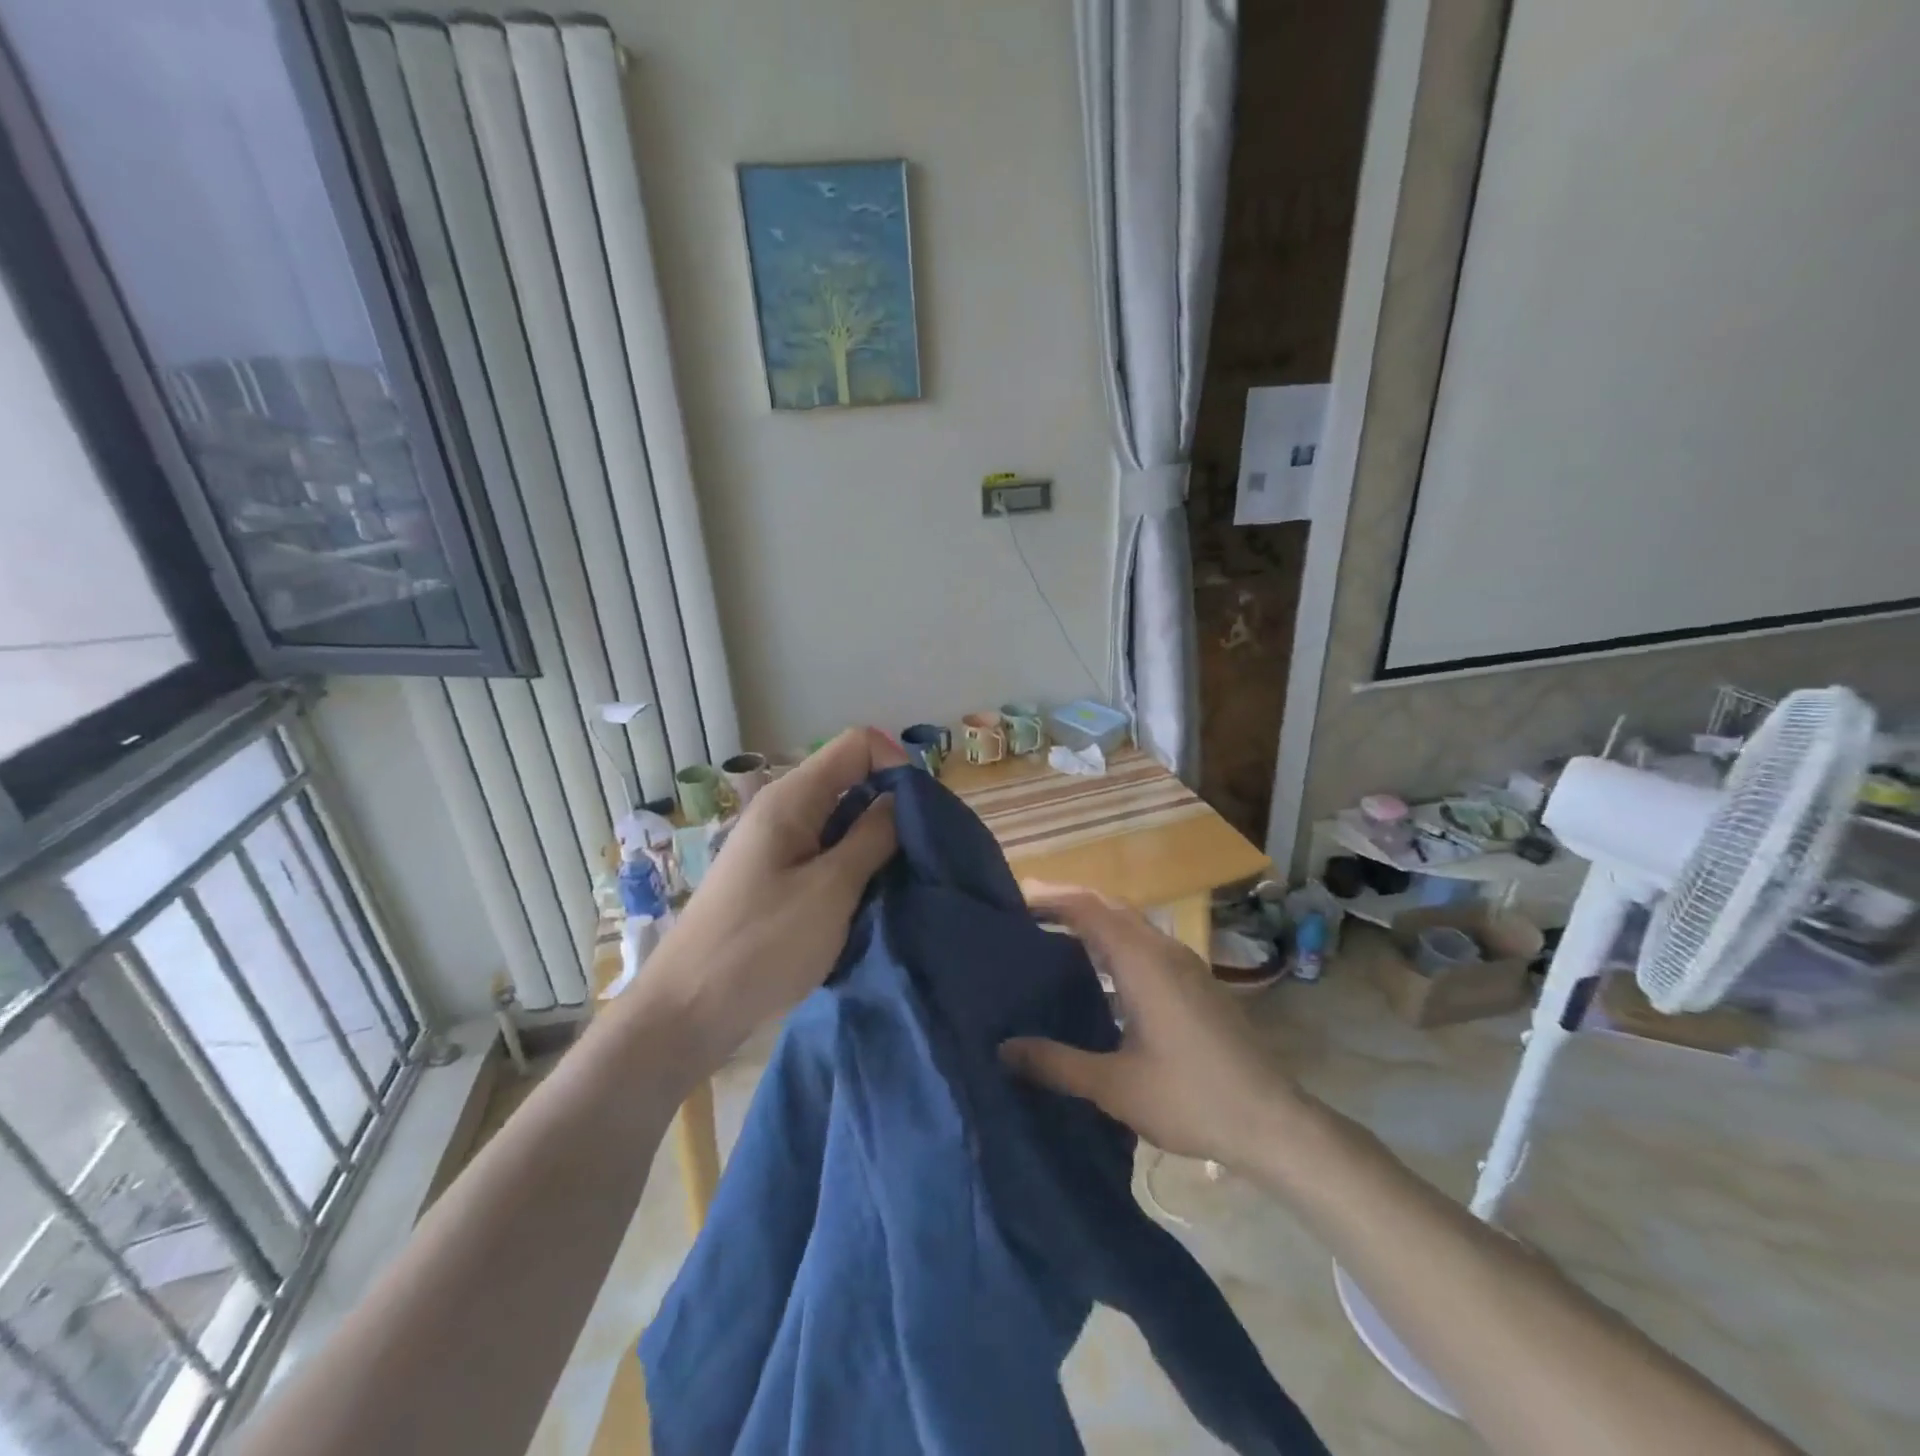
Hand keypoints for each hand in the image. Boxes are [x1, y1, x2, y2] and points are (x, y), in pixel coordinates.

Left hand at [626, 728, 903, 1083]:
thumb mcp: (831, 889)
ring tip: (898, 881)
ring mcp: (778, 844)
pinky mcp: (777, 876)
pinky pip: (827, 851)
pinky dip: (854, 867)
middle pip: (852, 779)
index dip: (896, 766)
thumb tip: (902, 799)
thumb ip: (872, 837)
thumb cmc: (761, 945)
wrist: (688, 1010)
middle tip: (918, 854)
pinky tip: (868, 899)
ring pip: (842, 819)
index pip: (858, 744)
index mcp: (792, 798)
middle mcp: (783, 809)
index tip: (919, 815)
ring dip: (875, 843)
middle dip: (891, 807)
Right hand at [1000, 882, 1305, 1168]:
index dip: (1050, 898)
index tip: (1013, 901)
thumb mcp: (1114, 1086)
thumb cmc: (1191, 1098)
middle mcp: (1164, 951)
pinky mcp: (1197, 984)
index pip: (1088, 909)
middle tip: (1025, 914)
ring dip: (1093, 923)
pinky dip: (1115, 945)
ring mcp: (1185, 965)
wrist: (1273, 1122)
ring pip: (1131, 926)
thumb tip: (1004, 1048)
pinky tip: (1100, 979)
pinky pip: (1146, 946)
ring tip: (1053, 940)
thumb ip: (1056, 1063)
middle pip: (1109, 907)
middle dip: (1068, 903)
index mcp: (1142, 962)